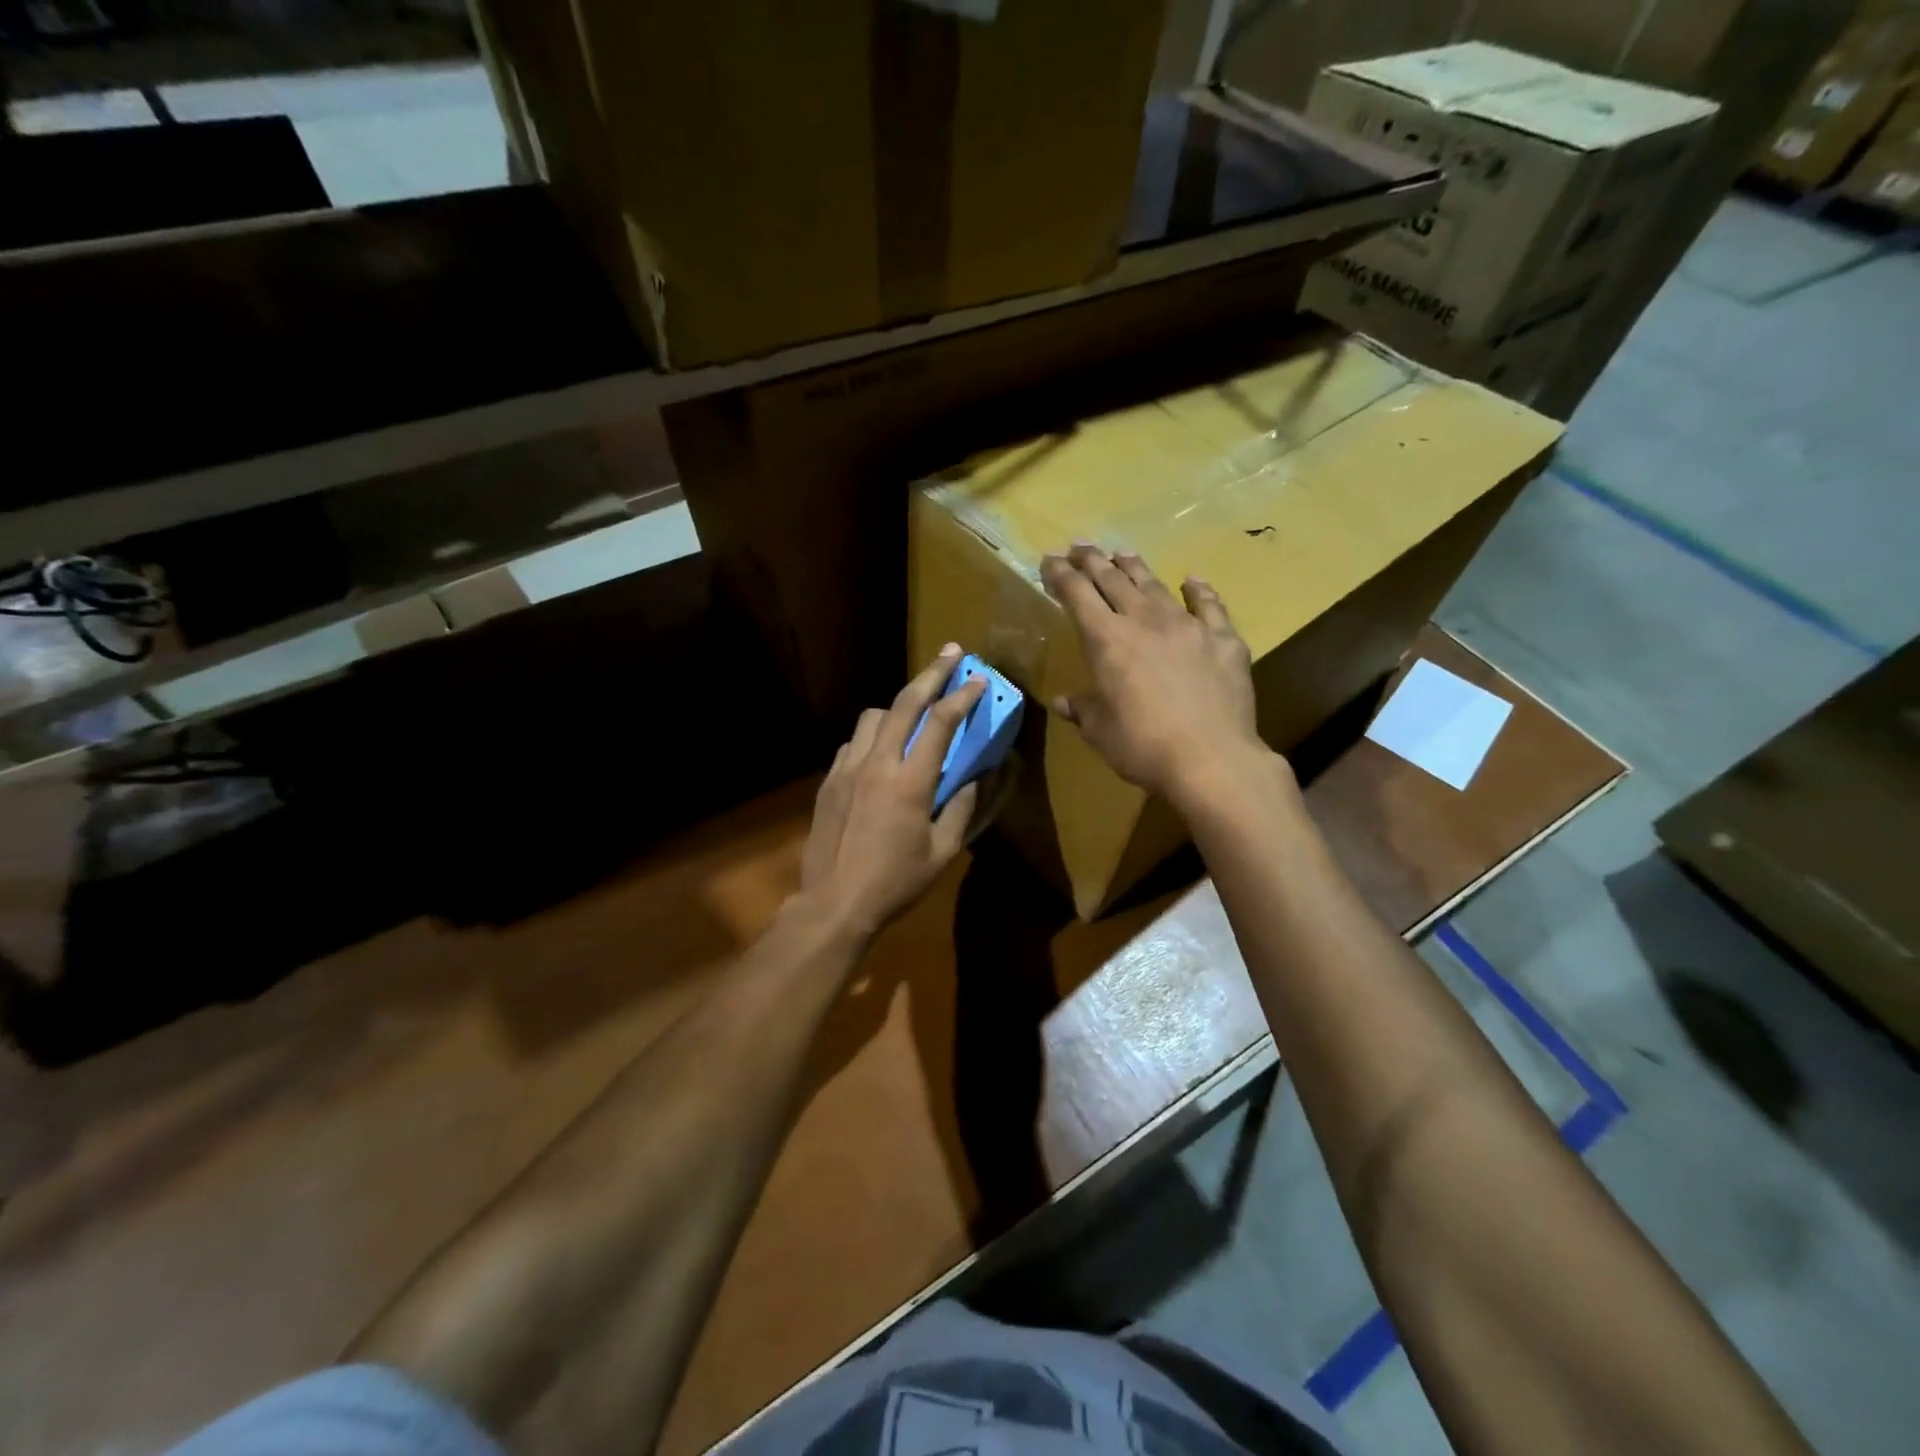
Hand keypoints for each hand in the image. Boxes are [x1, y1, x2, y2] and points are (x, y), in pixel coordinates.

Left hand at [799, 645, 986, 939]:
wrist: (834, 903)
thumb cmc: (896, 882)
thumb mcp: (943, 851)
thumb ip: (963, 807)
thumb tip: (980, 775)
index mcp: (910, 782)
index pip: (941, 723)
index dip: (963, 696)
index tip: (980, 678)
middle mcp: (877, 764)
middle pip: (904, 703)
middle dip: (931, 673)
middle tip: (951, 653)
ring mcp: (847, 769)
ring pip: (872, 716)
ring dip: (897, 707)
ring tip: (913, 713)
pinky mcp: (828, 780)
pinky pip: (853, 742)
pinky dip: (872, 736)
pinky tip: (880, 753)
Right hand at [1040, 544, 1277, 806]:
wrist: (1211, 759)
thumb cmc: (1143, 747)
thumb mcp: (1100, 731)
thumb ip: (1083, 709)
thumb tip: (1064, 701)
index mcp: (1107, 641)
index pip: (1077, 595)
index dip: (1061, 574)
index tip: (1049, 560)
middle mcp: (1144, 621)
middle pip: (1113, 580)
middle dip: (1092, 561)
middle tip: (1080, 546)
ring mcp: (1187, 626)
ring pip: (1155, 585)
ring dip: (1134, 567)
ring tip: (1121, 553)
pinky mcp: (1223, 639)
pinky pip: (1208, 605)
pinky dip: (1198, 590)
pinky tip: (1192, 581)